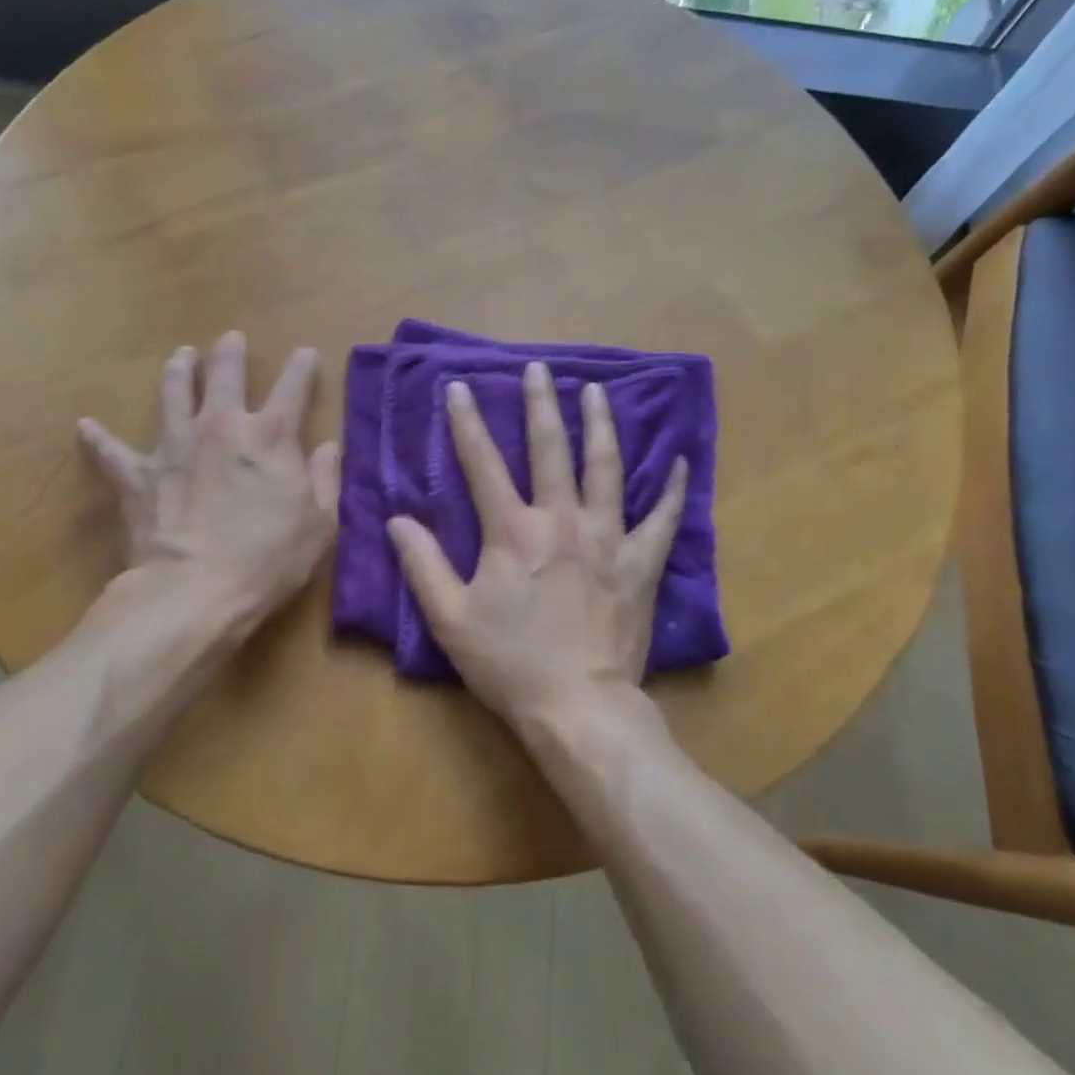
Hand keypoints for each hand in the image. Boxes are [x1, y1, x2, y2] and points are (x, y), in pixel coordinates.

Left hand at [78, 332, 338, 625]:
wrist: (196, 592)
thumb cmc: (270, 559)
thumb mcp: (321, 522)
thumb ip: (327, 478)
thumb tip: (329, 447)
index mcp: (271, 436)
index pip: (293, 387)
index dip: (302, 366)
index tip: (305, 353)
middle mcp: (222, 427)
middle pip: (225, 375)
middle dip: (230, 352)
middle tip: (231, 338)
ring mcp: (175, 446)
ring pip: (173, 394)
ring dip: (178, 371)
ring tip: (181, 356)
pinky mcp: (139, 476)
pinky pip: (112, 452)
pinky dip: (99, 438)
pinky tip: (86, 426)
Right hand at [385, 361, 686, 732]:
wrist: (578, 706)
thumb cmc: (510, 664)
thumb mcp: (450, 619)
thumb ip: (423, 565)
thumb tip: (398, 519)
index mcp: (512, 532)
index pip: (483, 464)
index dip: (467, 423)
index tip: (460, 387)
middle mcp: (561, 520)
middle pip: (550, 449)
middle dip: (541, 404)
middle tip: (540, 368)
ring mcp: (607, 538)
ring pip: (605, 468)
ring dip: (600, 425)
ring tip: (596, 391)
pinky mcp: (641, 563)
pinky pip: (661, 518)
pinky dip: (670, 488)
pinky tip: (677, 460)